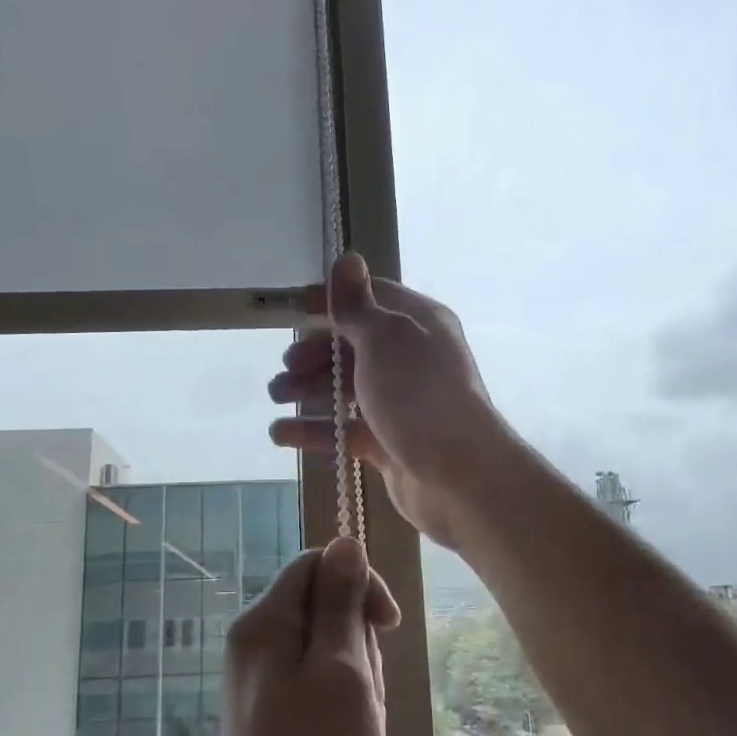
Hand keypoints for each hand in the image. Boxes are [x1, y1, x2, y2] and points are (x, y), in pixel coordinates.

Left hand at [211, 538, 400, 735]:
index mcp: (264, 623)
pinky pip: (321, 688)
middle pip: (325, 609)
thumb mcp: (342, 668)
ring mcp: (264, 684)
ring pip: (331, 652)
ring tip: (358, 728)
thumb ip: (341, 600)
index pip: (317, 564)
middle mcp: (256, 644)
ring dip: (358, 682)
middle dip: (359, 644)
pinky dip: (346, 707)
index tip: (388, 626)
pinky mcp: (276, 717)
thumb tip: (344, 542)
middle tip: (364, 696)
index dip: (359, 584)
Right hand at [268, 253, 510, 550]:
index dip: (333, 300)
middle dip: (315, 353)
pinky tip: (281, 434)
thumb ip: (357, 305)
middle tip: (287, 368)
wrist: (459, 478)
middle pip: (354, 346)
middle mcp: (411, 360)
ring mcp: (401, 405)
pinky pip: (346, 430)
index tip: (294, 307)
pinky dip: (315, 431)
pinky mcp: (390, 445)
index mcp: (418, 324)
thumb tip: (347, 257)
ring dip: (309, 391)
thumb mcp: (385, 339)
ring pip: (346, 390)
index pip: (372, 298)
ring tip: (276, 397)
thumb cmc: (420, 396)